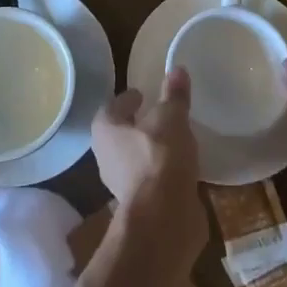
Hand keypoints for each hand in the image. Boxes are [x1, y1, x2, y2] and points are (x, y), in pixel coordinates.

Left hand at [91, 68, 202, 272]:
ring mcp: (121, 184)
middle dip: (137, 125)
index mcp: (105, 129)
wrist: (163, 217)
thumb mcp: (171, 118)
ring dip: (150, 149)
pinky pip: (151, 179)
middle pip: (120, 134)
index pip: (112, 106)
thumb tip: (176, 68)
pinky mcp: (140, 204)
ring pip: (135, 158)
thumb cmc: (159, 157)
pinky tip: (181, 167)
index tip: (144, 94)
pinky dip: (162, 171)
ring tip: (174, 139)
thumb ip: (174, 95)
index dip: (127, 99)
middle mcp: (105, 155)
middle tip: (159, 115)